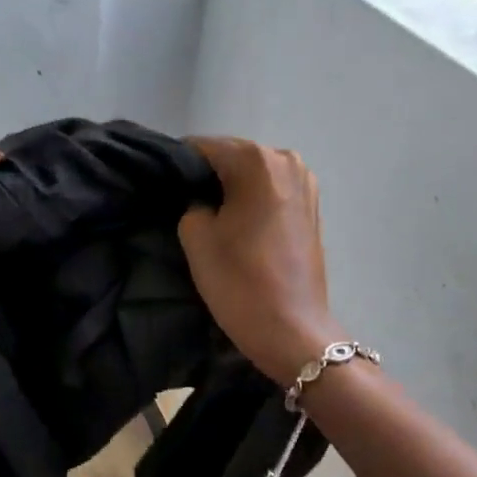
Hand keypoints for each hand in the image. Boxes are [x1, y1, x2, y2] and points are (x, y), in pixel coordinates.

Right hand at [178, 137, 340, 386]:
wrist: (291, 329)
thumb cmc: (239, 281)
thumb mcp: (196, 237)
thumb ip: (190, 203)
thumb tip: (199, 198)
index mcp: (256, 161)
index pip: (202, 148)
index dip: (177, 167)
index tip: (163, 191)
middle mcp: (286, 160)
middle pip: (232, 157)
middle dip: (207, 177)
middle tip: (183, 207)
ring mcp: (305, 183)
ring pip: (253, 175)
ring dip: (231, 190)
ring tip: (212, 220)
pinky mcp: (313, 207)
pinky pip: (271, 192)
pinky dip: (252, 202)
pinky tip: (238, 227)